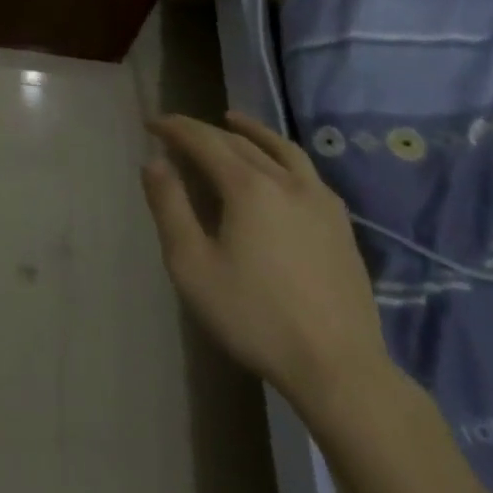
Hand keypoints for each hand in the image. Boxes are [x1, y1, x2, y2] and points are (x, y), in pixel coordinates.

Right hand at [141, 111, 390, 408]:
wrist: (339, 370)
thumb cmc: (255, 318)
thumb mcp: (193, 266)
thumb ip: (170, 207)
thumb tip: (155, 162)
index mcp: (248, 186)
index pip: (204, 140)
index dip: (175, 128)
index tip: (151, 123)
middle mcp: (285, 180)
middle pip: (238, 141)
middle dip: (204, 131)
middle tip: (178, 132)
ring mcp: (319, 201)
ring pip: (280, 149)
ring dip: (250, 130)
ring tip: (232, 121)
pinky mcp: (340, 225)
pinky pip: (306, 171)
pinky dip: (282, 154)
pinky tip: (279, 167)